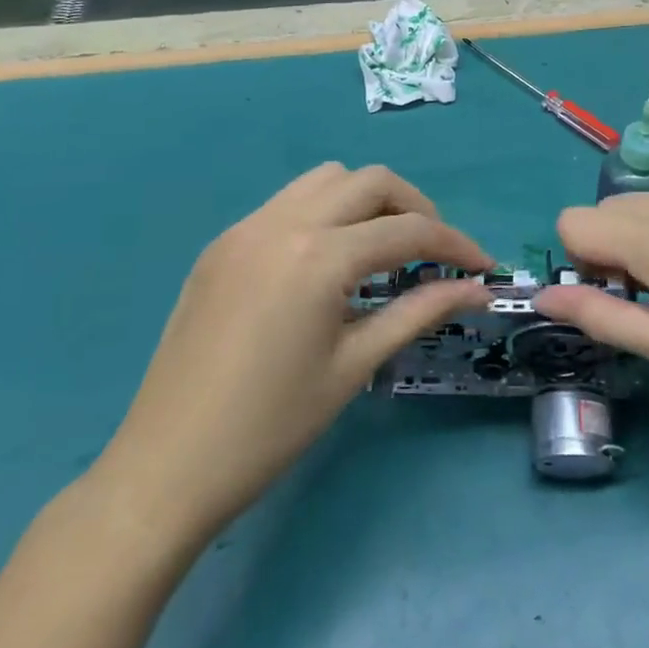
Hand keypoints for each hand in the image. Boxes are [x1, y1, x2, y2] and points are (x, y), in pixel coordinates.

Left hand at [89, 164, 492, 555]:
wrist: (165, 467)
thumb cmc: (270, 427)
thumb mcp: (355, 366)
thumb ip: (420, 312)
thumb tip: (477, 290)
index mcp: (318, 256)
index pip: (408, 229)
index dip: (456, 244)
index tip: (483, 269)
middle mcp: (282, 222)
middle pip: (370, 181)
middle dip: (415, 208)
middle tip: (434, 254)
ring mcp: (246, 228)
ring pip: (326, 180)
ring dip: (367, 202)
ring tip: (383, 251)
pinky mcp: (223, 244)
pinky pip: (288, 203)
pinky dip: (325, 215)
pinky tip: (329, 263)